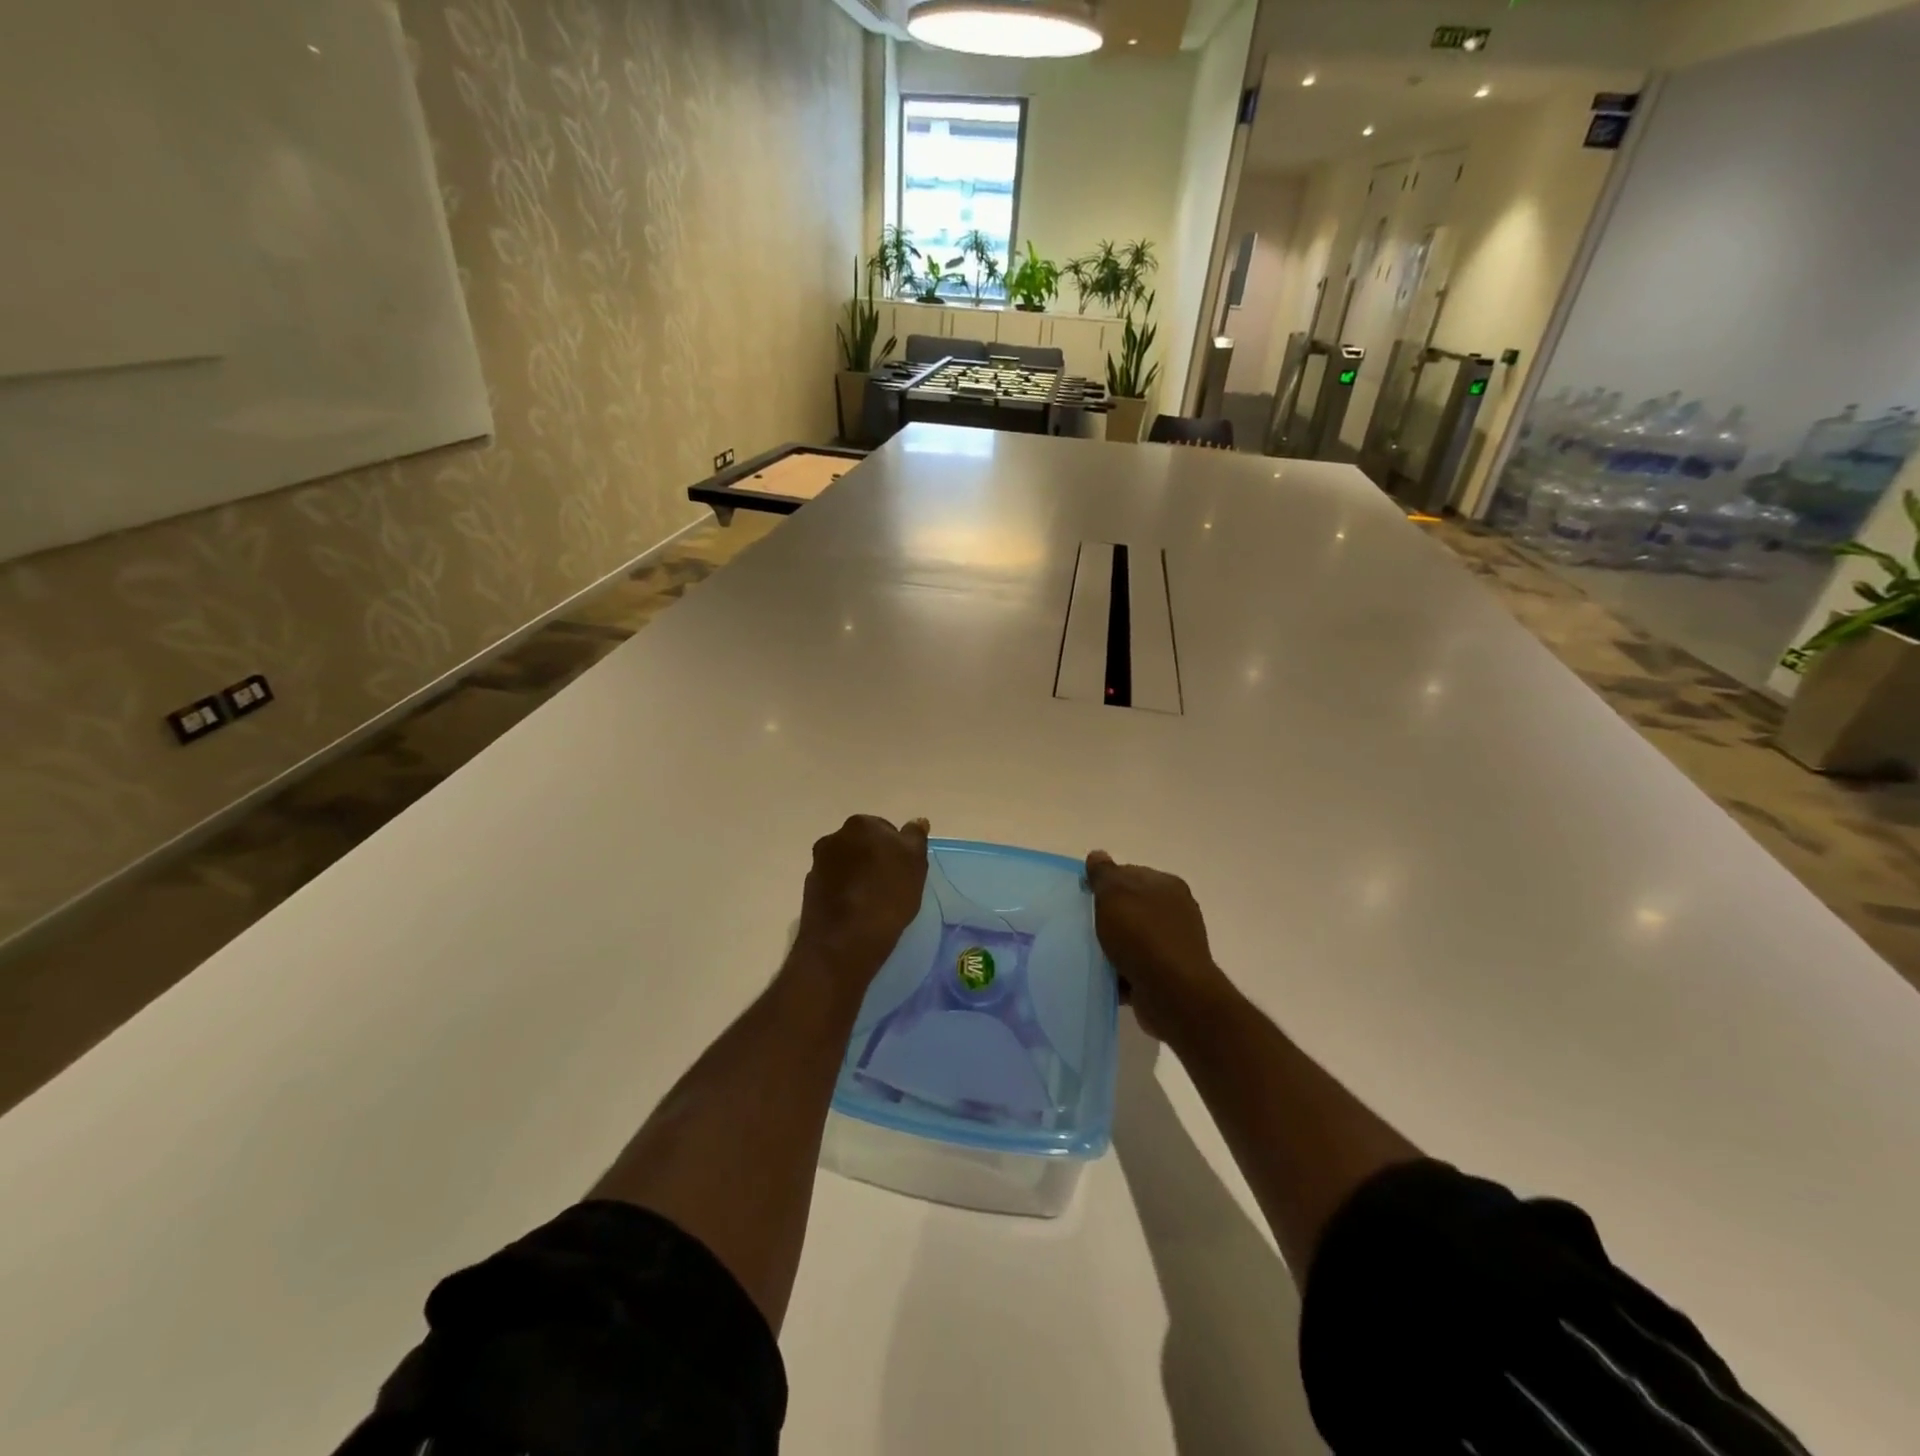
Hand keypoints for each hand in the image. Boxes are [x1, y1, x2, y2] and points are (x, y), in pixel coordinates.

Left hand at [792, 815, 929, 996]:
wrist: (844, 941)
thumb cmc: (887, 896)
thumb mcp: (915, 863)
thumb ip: (915, 837)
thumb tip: (917, 821)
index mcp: (861, 825)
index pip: (885, 829)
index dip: (897, 850)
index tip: (904, 871)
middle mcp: (834, 838)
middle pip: (862, 844)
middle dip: (874, 859)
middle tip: (891, 886)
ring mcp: (817, 864)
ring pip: (846, 865)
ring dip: (858, 876)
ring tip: (873, 902)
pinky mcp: (809, 890)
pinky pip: (834, 885)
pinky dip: (844, 893)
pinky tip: (856, 912)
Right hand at [1085, 851, 1237, 1042]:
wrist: (1172, 992)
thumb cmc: (1142, 935)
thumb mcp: (1114, 894)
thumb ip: (1103, 873)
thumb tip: (1097, 854)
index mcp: (1167, 885)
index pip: (1131, 873)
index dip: (1106, 882)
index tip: (1085, 896)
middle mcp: (1176, 911)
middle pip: (1132, 906)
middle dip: (1109, 916)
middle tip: (1084, 924)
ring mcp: (1175, 944)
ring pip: (1134, 938)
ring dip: (1114, 946)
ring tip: (1090, 953)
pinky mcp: (1169, 974)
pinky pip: (1137, 966)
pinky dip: (1121, 971)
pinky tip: (1104, 976)